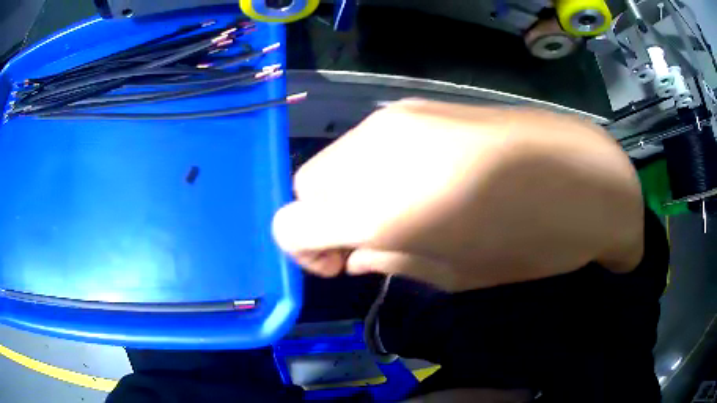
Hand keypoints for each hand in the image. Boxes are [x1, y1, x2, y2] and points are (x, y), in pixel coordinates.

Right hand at [272, 99, 642, 290]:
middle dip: (324, 218)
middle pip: (307, 186)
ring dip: (349, 190)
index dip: (303, 251)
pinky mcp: (419, 105)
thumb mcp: (456, 274)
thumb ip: (391, 261)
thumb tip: (355, 253)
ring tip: (401, 210)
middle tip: (369, 240)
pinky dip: (374, 167)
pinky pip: (369, 142)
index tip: (338, 263)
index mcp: (379, 206)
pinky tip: (421, 180)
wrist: (586, 176)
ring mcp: (396, 118)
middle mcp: (373, 151)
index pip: (290, 222)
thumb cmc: (532, 242)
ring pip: (336, 159)